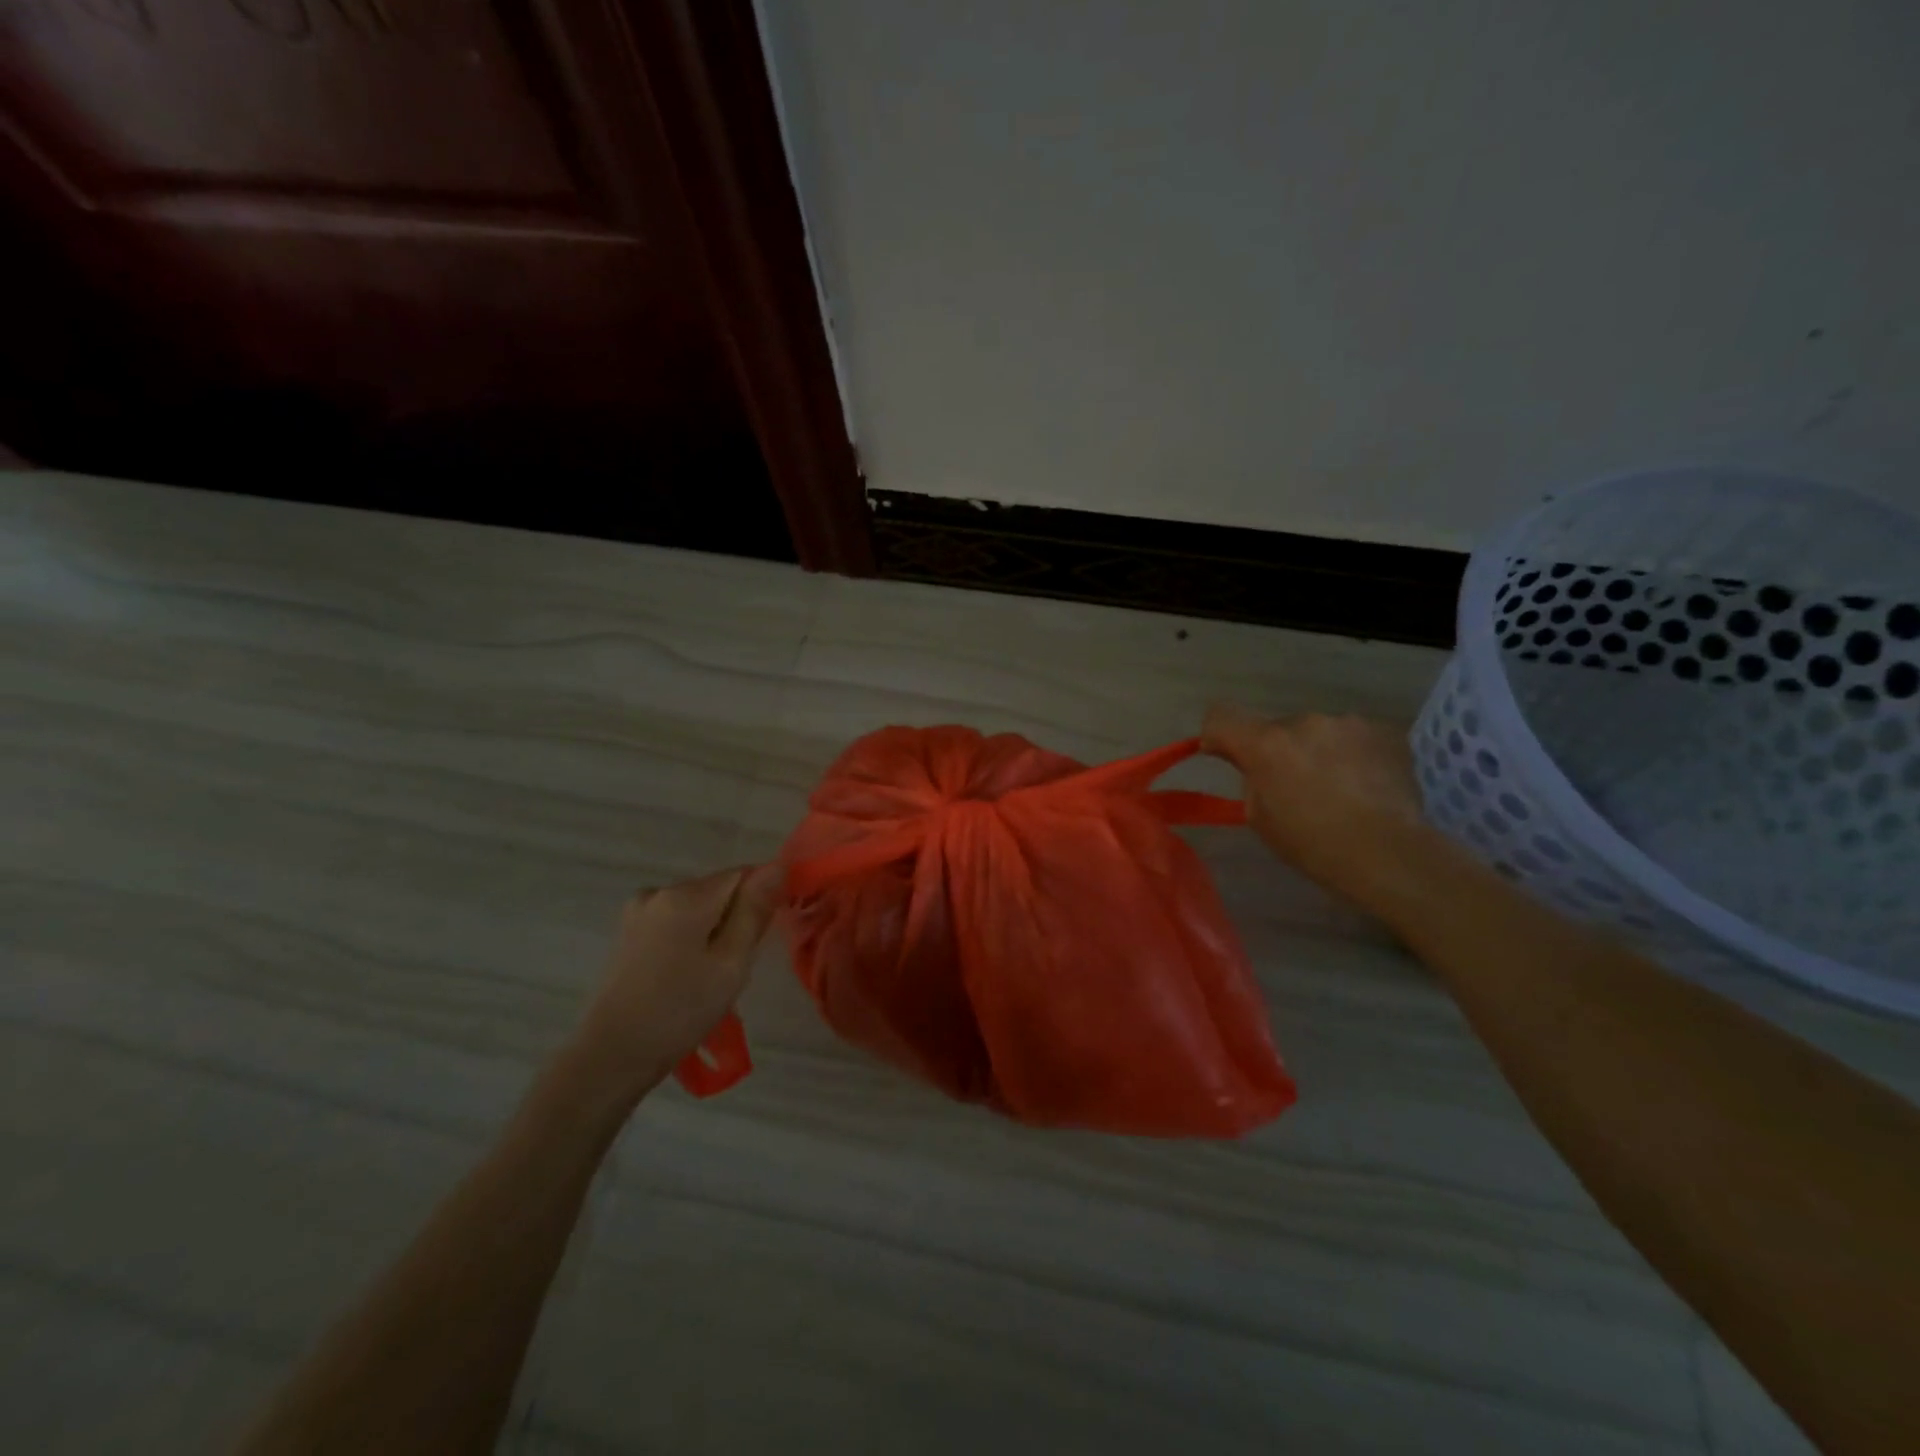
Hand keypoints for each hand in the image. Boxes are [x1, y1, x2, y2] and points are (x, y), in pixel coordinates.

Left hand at [572, 864, 782, 1102]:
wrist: (611, 1056)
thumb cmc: (680, 1011)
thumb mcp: (731, 963)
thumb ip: (754, 911)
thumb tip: (777, 866)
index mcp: (686, 895)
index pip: (743, 875)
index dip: (758, 903)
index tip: (757, 941)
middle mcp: (659, 891)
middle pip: (718, 891)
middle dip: (734, 920)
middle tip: (732, 969)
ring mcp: (638, 912)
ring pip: (696, 909)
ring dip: (710, 932)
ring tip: (706, 978)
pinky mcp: (627, 933)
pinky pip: (673, 923)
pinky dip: (687, 941)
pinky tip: (681, 977)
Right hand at [1202, 703, 1452, 918]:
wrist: (1389, 853)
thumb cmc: (1313, 845)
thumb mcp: (1260, 818)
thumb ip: (1251, 780)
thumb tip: (1255, 766)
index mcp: (1266, 744)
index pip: (1221, 716)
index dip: (1218, 734)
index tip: (1226, 756)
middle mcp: (1304, 721)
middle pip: (1276, 728)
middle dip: (1279, 751)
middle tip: (1294, 787)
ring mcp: (1347, 723)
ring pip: (1317, 732)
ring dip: (1317, 751)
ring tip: (1337, 788)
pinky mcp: (1383, 731)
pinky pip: (1352, 738)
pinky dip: (1351, 755)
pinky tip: (1364, 785)